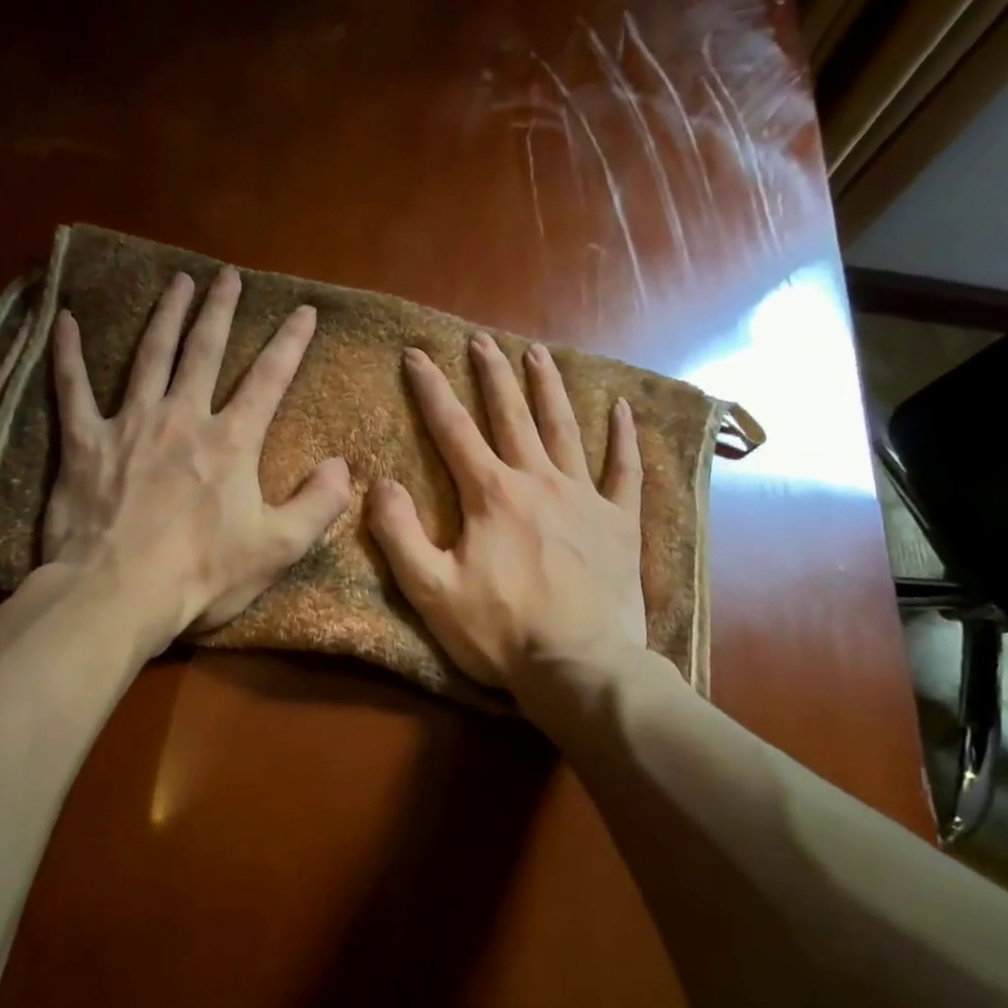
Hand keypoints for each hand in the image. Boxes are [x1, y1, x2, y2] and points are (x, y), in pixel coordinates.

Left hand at [42, 266, 351, 655]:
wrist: (118, 594)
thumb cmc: (202, 575)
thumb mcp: (278, 548)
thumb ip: (317, 504)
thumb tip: (342, 465)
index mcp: (231, 442)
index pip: (269, 379)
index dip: (290, 343)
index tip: (304, 311)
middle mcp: (182, 418)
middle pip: (204, 351)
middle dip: (220, 310)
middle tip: (228, 276)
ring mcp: (129, 425)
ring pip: (149, 356)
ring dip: (165, 315)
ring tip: (177, 281)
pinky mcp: (83, 443)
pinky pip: (72, 389)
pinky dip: (68, 354)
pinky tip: (64, 320)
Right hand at [367, 334, 650, 701]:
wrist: (578, 666)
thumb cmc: (499, 631)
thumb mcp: (429, 589)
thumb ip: (398, 532)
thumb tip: (381, 483)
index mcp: (490, 495)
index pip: (452, 429)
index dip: (431, 389)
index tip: (416, 354)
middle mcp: (538, 481)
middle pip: (511, 416)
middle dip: (493, 375)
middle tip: (482, 340)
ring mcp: (585, 498)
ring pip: (565, 430)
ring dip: (549, 389)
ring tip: (538, 354)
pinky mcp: (620, 523)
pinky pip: (625, 471)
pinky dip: (624, 439)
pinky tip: (623, 410)